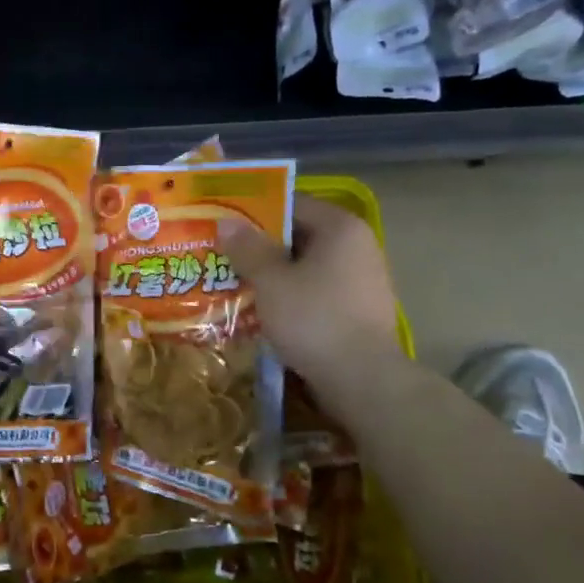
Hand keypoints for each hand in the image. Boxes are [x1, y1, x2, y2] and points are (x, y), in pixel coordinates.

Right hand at [220, 196, 402, 392]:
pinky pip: (316, 291)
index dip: (254, 211)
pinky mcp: (359, 310)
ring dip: (273, 273)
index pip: (291, 204)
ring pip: (306, 266)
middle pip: (299, 235)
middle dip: (260, 245)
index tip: (223, 223)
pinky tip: (263, 310)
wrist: (362, 379)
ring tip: (234, 282)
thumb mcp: (270, 281)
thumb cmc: (313, 318)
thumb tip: (227, 222)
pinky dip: (291, 295)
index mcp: (340, 228)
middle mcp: (357, 246)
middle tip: (221, 254)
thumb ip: (247, 249)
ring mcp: (362, 280)